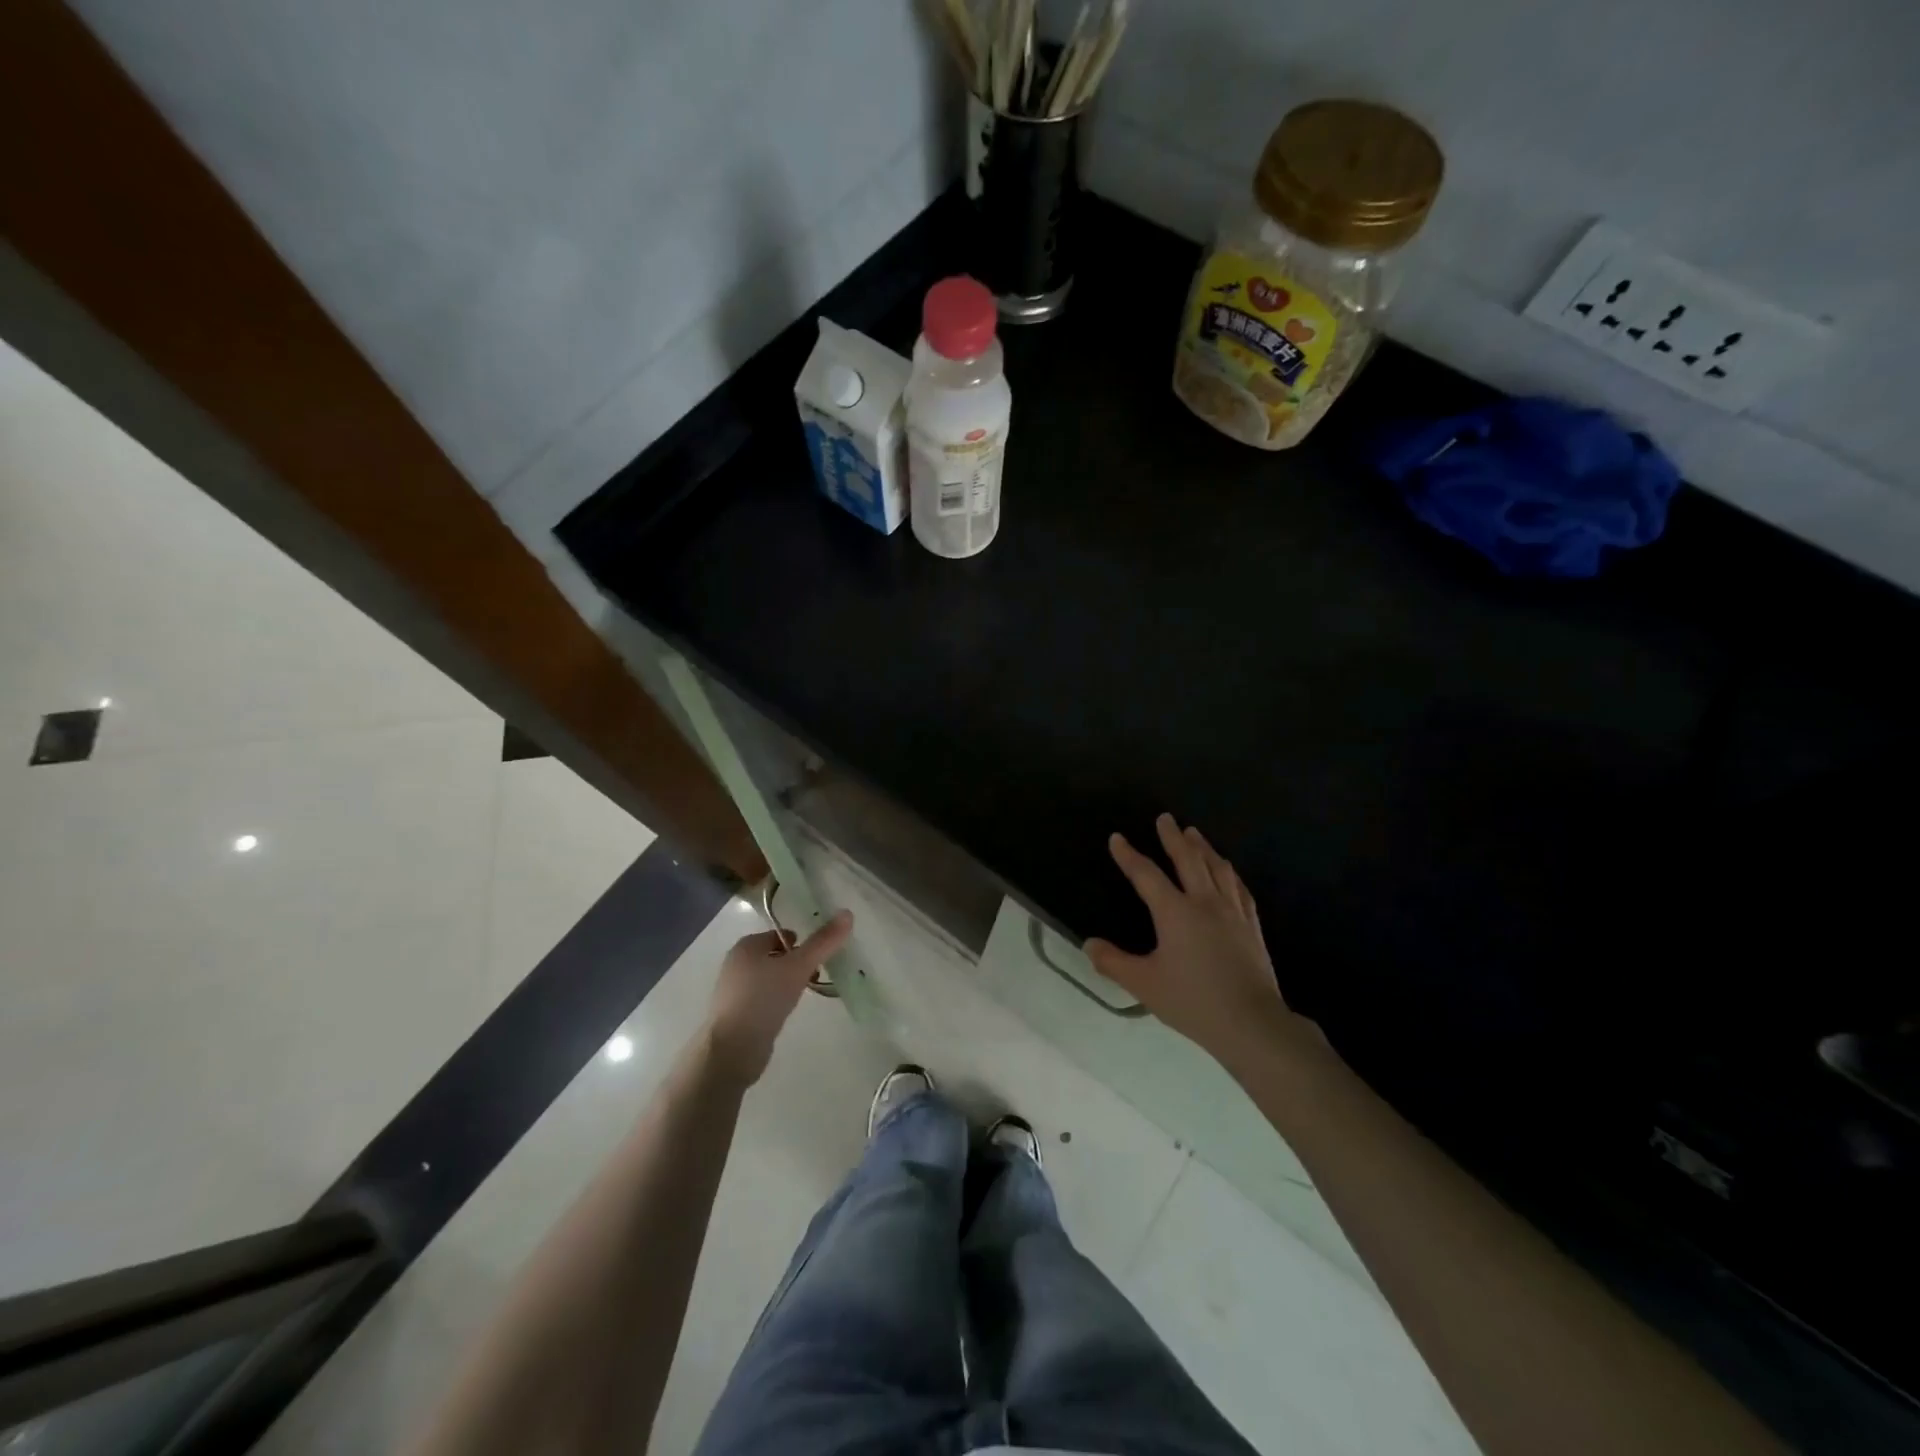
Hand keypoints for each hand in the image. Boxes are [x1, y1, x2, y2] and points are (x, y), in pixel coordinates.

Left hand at [704, 911, 852, 1084]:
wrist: (733, 1049)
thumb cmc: (764, 998)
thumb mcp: (798, 967)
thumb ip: (823, 942)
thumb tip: (847, 913)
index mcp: (746, 946)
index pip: (779, 935)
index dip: (801, 942)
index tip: (820, 956)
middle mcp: (736, 964)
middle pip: (775, 956)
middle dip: (796, 963)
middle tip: (816, 975)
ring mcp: (734, 991)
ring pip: (769, 978)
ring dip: (788, 982)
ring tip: (805, 994)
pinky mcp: (736, 1015)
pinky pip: (762, 999)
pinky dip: (777, 1001)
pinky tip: (787, 1012)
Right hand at [1085, 815, 1302, 1070]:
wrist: (1252, 1024)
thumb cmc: (1193, 1002)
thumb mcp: (1144, 984)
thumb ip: (1113, 962)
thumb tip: (1089, 944)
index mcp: (1175, 912)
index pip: (1146, 875)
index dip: (1129, 855)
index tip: (1117, 838)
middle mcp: (1204, 902)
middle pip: (1187, 859)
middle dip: (1173, 837)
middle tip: (1165, 818)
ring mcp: (1233, 912)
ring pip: (1217, 868)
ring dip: (1203, 847)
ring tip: (1194, 833)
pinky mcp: (1252, 926)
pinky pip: (1240, 889)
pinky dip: (1230, 873)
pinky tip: (1228, 870)